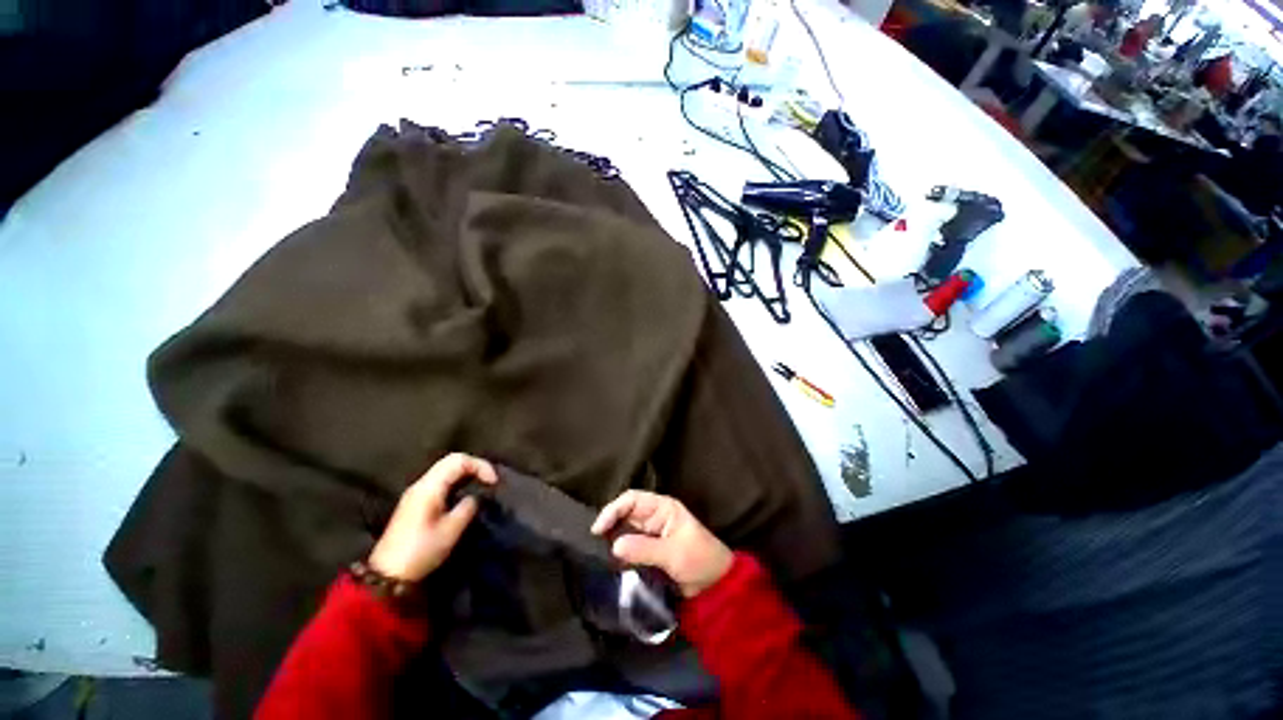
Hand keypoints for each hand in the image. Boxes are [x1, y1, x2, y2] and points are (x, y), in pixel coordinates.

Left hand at [368, 453, 497, 582]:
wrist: (388, 575)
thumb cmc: (420, 551)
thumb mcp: (450, 531)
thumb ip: (467, 508)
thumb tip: (474, 498)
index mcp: (429, 487)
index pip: (458, 461)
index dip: (480, 465)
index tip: (494, 482)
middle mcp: (421, 484)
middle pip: (451, 461)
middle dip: (474, 466)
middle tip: (489, 480)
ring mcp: (416, 493)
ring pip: (445, 470)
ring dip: (465, 473)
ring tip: (481, 485)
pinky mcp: (415, 502)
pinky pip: (440, 481)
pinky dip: (456, 481)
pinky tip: (464, 494)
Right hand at [591, 490, 733, 597]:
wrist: (716, 586)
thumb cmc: (700, 560)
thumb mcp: (673, 554)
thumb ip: (644, 548)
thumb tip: (614, 546)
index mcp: (663, 508)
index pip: (632, 500)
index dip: (613, 510)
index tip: (598, 529)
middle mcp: (654, 517)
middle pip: (625, 513)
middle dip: (610, 525)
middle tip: (594, 544)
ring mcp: (652, 534)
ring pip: (625, 530)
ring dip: (613, 539)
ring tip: (598, 553)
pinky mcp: (650, 551)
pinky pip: (630, 547)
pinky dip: (620, 552)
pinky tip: (611, 562)